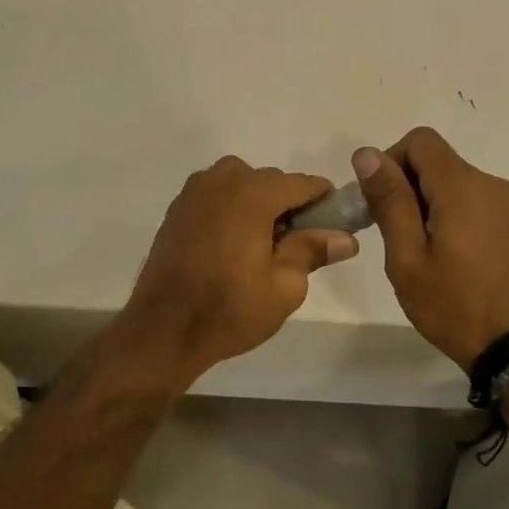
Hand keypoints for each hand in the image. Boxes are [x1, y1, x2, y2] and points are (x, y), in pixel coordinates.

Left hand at [117, 157, 357, 385]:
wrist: (163, 329)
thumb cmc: (229, 309)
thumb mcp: (284, 287)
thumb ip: (313, 251)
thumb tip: (346, 238)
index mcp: (253, 193)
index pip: (303, 183)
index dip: (325, 203)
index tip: (334, 228)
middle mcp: (222, 180)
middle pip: (271, 181)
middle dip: (289, 206)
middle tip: (297, 247)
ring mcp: (194, 191)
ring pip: (242, 184)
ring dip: (258, 204)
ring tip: (262, 246)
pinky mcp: (177, 208)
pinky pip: (217, 195)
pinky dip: (232, 209)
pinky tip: (232, 244)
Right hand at [353, 127, 508, 369]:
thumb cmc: (453, 304)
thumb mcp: (407, 256)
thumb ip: (389, 200)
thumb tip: (367, 153)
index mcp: (463, 187)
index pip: (419, 141)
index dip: (390, 161)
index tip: (379, 202)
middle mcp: (490, 183)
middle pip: (435, 160)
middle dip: (405, 185)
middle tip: (392, 233)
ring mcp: (507, 204)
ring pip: (452, 181)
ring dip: (425, 202)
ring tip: (417, 250)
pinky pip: (471, 200)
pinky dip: (448, 213)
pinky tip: (444, 255)